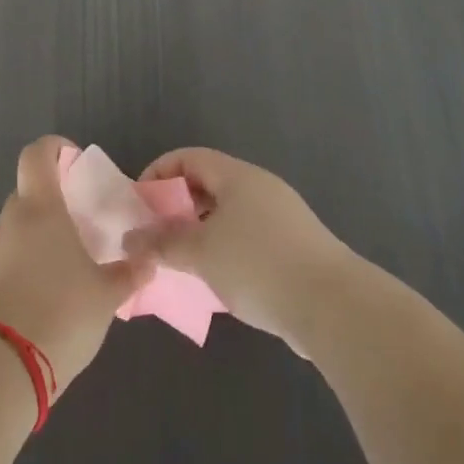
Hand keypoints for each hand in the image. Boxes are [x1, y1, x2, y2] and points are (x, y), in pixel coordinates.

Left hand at [0, 136, 154, 393]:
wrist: (0, 367)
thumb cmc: (60, 312)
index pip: (37, 154)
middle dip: (56, 199)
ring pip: (20, 225)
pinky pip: (11, 254)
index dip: (55, 149)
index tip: (77, 164)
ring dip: (43, 232)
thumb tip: (149, 260)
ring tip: (73, 261)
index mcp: (40, 207)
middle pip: (29, 191)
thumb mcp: (106, 294)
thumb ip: (129, 273)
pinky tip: (53, 290)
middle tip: (84, 221)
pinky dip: (30, 260)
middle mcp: (12, 220)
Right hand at [134, 149, 355, 355]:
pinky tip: (215, 280)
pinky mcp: (293, 246)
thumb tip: (131, 239)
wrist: (333, 305)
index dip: (160, 173)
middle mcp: (260, 187)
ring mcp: (280, 216)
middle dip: (177, 207)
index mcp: (237, 176)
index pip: (189, 158)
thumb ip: (162, 243)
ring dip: (199, 232)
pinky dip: (224, 249)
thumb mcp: (201, 253)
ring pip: (228, 214)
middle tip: (155, 236)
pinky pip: (247, 237)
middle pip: (209, 184)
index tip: (140, 205)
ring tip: (180, 262)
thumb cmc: (258, 265)